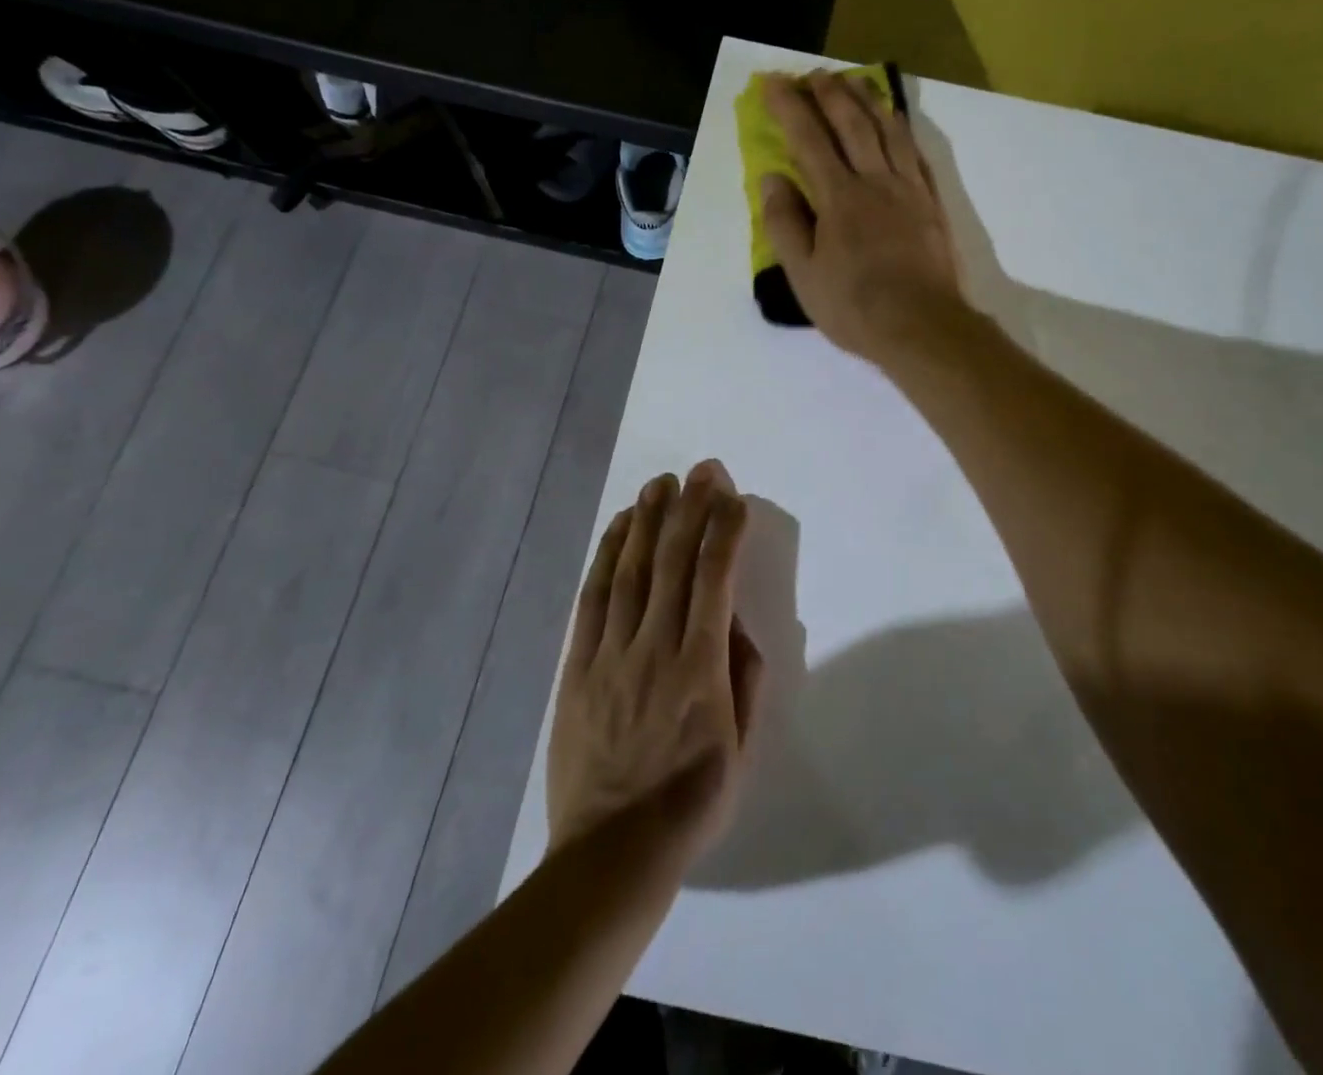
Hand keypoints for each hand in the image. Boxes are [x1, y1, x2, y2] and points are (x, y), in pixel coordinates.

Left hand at [547, 462, 765, 862]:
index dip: (724, 531)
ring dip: (647, 521)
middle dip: (690, 509)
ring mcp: (611, 653)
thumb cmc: (690, 803)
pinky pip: (593, 599)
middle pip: (674, 562)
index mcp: (700, 668)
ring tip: (660, 483)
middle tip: (701, 470)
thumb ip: (745, 679)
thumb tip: (736, 624)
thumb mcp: (742, 750)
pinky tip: (618, 529)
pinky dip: (606, 557)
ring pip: (631, 571)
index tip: (733, 498)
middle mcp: (655, 647)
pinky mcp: (577, 665)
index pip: (714, 580)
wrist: (611, 853)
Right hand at [760, 71, 964, 366]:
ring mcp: (908, 190)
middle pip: (852, 124)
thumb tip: (772, 178)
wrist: (922, 326)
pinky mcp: (931, 204)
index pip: (809, 140)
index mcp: (839, 197)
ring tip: (855, 82)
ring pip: (889, 131)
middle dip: (830, 93)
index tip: (772, 83)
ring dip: (868, 101)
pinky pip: (916, 154)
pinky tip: (897, 124)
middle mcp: (875, 181)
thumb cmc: (854, 306)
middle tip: (814, 73)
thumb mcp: (804, 274)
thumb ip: (785, 224)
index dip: (789, 108)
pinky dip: (903, 131)